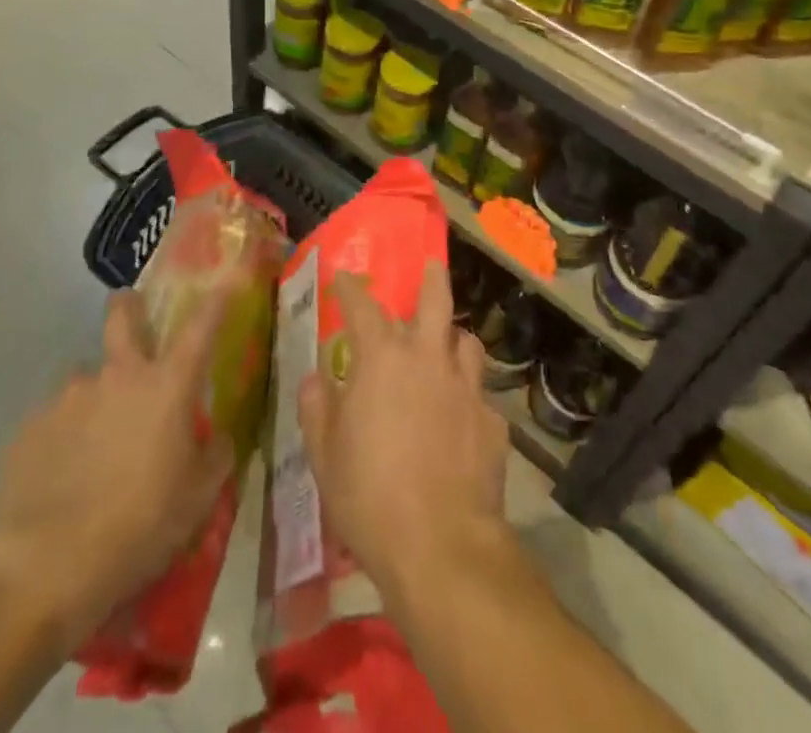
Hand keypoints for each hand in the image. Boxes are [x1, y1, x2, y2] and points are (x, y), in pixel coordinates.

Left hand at [0, 289, 233, 638]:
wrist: (44, 571)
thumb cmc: (139, 528)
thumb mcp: (198, 500)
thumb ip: (215, 457)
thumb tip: (216, 437)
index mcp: (166, 386)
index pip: (201, 326)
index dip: (218, 296)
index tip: (228, 275)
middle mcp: (118, 375)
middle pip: (122, 315)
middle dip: (129, 306)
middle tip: (133, 318)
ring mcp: (68, 397)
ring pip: (86, 377)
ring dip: (96, 395)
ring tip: (94, 442)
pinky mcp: (29, 427)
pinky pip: (54, 419)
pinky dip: (64, 436)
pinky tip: (62, 476)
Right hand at [296, 260, 509, 601]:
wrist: (440, 545)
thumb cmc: (369, 495)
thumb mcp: (324, 454)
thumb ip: (317, 407)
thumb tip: (317, 379)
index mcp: (383, 359)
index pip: (363, 307)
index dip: (351, 289)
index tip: (343, 278)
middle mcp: (428, 359)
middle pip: (437, 300)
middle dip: (432, 278)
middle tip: (432, 266)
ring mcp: (467, 388)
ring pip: (467, 342)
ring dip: (455, 340)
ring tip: (447, 349)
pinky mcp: (493, 422)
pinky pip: (480, 397)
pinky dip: (468, 399)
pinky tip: (462, 422)